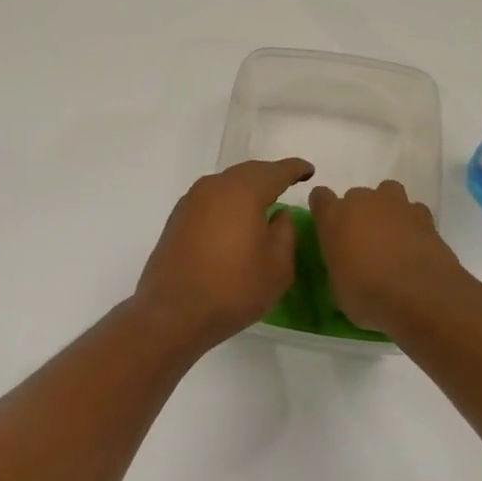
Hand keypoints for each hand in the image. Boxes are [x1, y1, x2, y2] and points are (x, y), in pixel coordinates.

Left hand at [135, 158, 314, 347]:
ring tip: (263, 202)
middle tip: (287, 184)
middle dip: (269, 176)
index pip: (275, 172)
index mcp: (243, 192)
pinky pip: (211, 199)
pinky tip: (234, 219)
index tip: (308, 171)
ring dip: (246, 188)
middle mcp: (215, 187)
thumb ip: (285, 233)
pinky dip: (228, 202)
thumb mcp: (277, 267)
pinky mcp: (177, 217)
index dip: (294, 169)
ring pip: (226, 184)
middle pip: (248, 172)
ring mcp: (192, 200)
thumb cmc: (233, 289)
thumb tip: (280, 214)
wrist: (173, 312)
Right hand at [309, 181, 471, 335]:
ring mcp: (396, 205)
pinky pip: (414, 211)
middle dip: (358, 214)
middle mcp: (363, 201)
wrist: (420, 297)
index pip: (320, 197)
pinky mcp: (425, 216)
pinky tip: (415, 244)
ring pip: (387, 193)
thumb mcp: (337, 287)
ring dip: (386, 209)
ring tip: (391, 236)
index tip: (329, 228)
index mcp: (334, 217)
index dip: (324, 211)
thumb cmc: (367, 295)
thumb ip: (338, 265)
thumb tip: (344, 266)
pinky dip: (413, 223)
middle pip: (355, 196)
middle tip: (363, 242)